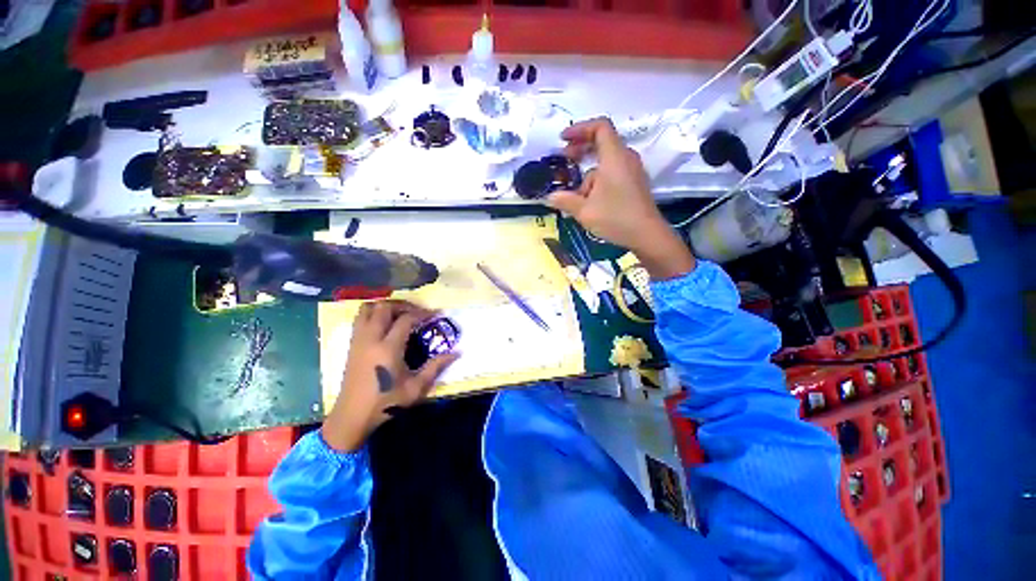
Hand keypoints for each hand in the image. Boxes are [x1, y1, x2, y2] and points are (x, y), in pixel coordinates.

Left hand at [322, 300, 458, 451]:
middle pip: (384, 307)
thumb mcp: (416, 387)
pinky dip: (373, 313)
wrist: (352, 417)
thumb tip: (457, 352)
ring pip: (368, 309)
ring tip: (400, 313)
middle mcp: (371, 339)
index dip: (422, 313)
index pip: (406, 319)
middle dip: (403, 305)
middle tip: (417, 311)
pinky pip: (360, 318)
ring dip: (385, 306)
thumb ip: (436, 366)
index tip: (436, 314)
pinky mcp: (351, 345)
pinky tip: (385, 323)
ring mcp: (358, 340)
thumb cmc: (386, 402)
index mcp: (388, 348)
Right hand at [546, 118, 694, 279]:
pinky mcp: (634, 183)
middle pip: (602, 141)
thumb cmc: (616, 218)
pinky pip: (613, 172)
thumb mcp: (585, 211)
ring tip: (575, 194)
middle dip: (580, 149)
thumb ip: (565, 201)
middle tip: (564, 159)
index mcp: (614, 157)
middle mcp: (625, 158)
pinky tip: (589, 199)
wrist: (647, 235)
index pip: (600, 127)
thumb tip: (549, 196)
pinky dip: (598, 179)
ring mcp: (632, 170)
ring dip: (587, 172)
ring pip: (606, 161)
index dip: (580, 129)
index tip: (563, 139)